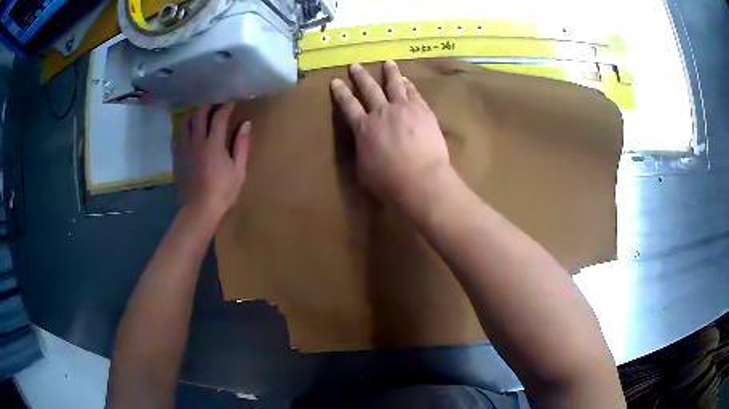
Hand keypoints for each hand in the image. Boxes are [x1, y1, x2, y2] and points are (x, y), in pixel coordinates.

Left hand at [173, 103, 250, 221]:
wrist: (199, 209)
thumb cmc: (223, 192)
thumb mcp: (239, 170)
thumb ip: (241, 145)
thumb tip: (245, 124)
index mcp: (214, 143)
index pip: (219, 116)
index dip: (226, 107)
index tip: (231, 103)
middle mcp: (197, 141)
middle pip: (199, 113)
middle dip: (208, 105)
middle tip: (216, 105)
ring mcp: (184, 148)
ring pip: (185, 121)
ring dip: (194, 113)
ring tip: (200, 114)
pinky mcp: (177, 156)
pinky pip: (177, 134)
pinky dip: (183, 126)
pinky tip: (188, 128)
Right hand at [330, 61, 450, 208]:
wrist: (421, 179)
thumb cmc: (388, 181)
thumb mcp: (364, 168)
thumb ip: (362, 150)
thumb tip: (362, 143)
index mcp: (363, 128)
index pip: (348, 105)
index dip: (341, 92)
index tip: (336, 81)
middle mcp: (381, 112)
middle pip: (369, 88)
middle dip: (360, 76)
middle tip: (355, 65)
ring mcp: (403, 108)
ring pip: (394, 84)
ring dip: (389, 72)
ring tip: (387, 63)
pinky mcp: (422, 110)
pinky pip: (413, 92)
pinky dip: (408, 85)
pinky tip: (407, 80)